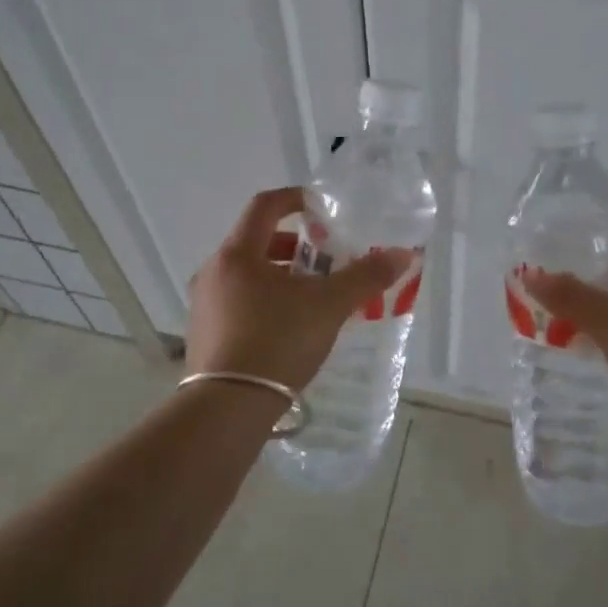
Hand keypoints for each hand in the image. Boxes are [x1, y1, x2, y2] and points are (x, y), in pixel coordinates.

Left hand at [186, 187, 411, 390]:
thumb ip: (366, 277)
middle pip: (256, 242)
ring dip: (280, 277)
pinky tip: (289, 328)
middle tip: (325, 261)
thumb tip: (404, 254)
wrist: (227, 408)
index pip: (264, 205)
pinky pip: (238, 303)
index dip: (295, 199)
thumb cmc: (277, 341)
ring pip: (247, 276)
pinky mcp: (203, 336)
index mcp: (237, 254)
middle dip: (294, 246)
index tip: (321, 207)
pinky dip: (265, 302)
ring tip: (312, 297)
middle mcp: (213, 272)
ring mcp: (204, 306)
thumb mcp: (329, 306)